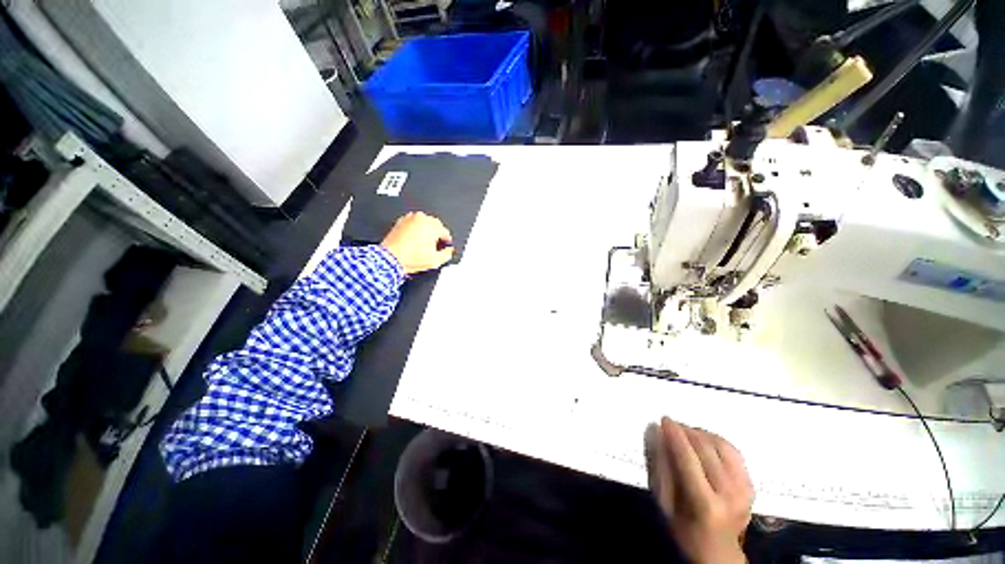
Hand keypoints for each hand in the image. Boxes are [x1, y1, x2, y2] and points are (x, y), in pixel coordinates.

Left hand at [381, 212, 453, 274]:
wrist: (390, 259)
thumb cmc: (410, 258)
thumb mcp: (435, 261)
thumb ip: (447, 254)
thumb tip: (449, 250)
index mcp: (432, 226)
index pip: (445, 232)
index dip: (446, 242)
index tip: (445, 247)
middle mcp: (421, 219)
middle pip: (436, 226)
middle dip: (436, 235)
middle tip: (435, 246)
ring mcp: (410, 218)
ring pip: (424, 223)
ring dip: (426, 231)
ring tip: (424, 244)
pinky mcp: (401, 221)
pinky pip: (413, 224)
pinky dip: (416, 230)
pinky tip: (415, 241)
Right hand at [647, 417, 752, 563]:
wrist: (719, 551)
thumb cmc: (685, 529)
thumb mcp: (666, 505)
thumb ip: (663, 470)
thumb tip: (660, 436)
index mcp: (705, 504)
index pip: (688, 459)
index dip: (675, 435)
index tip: (664, 419)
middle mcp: (729, 494)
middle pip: (706, 449)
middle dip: (687, 431)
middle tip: (673, 424)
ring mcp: (744, 489)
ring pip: (721, 446)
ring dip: (701, 433)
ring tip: (687, 431)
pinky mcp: (751, 485)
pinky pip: (734, 452)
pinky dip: (717, 440)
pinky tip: (705, 440)